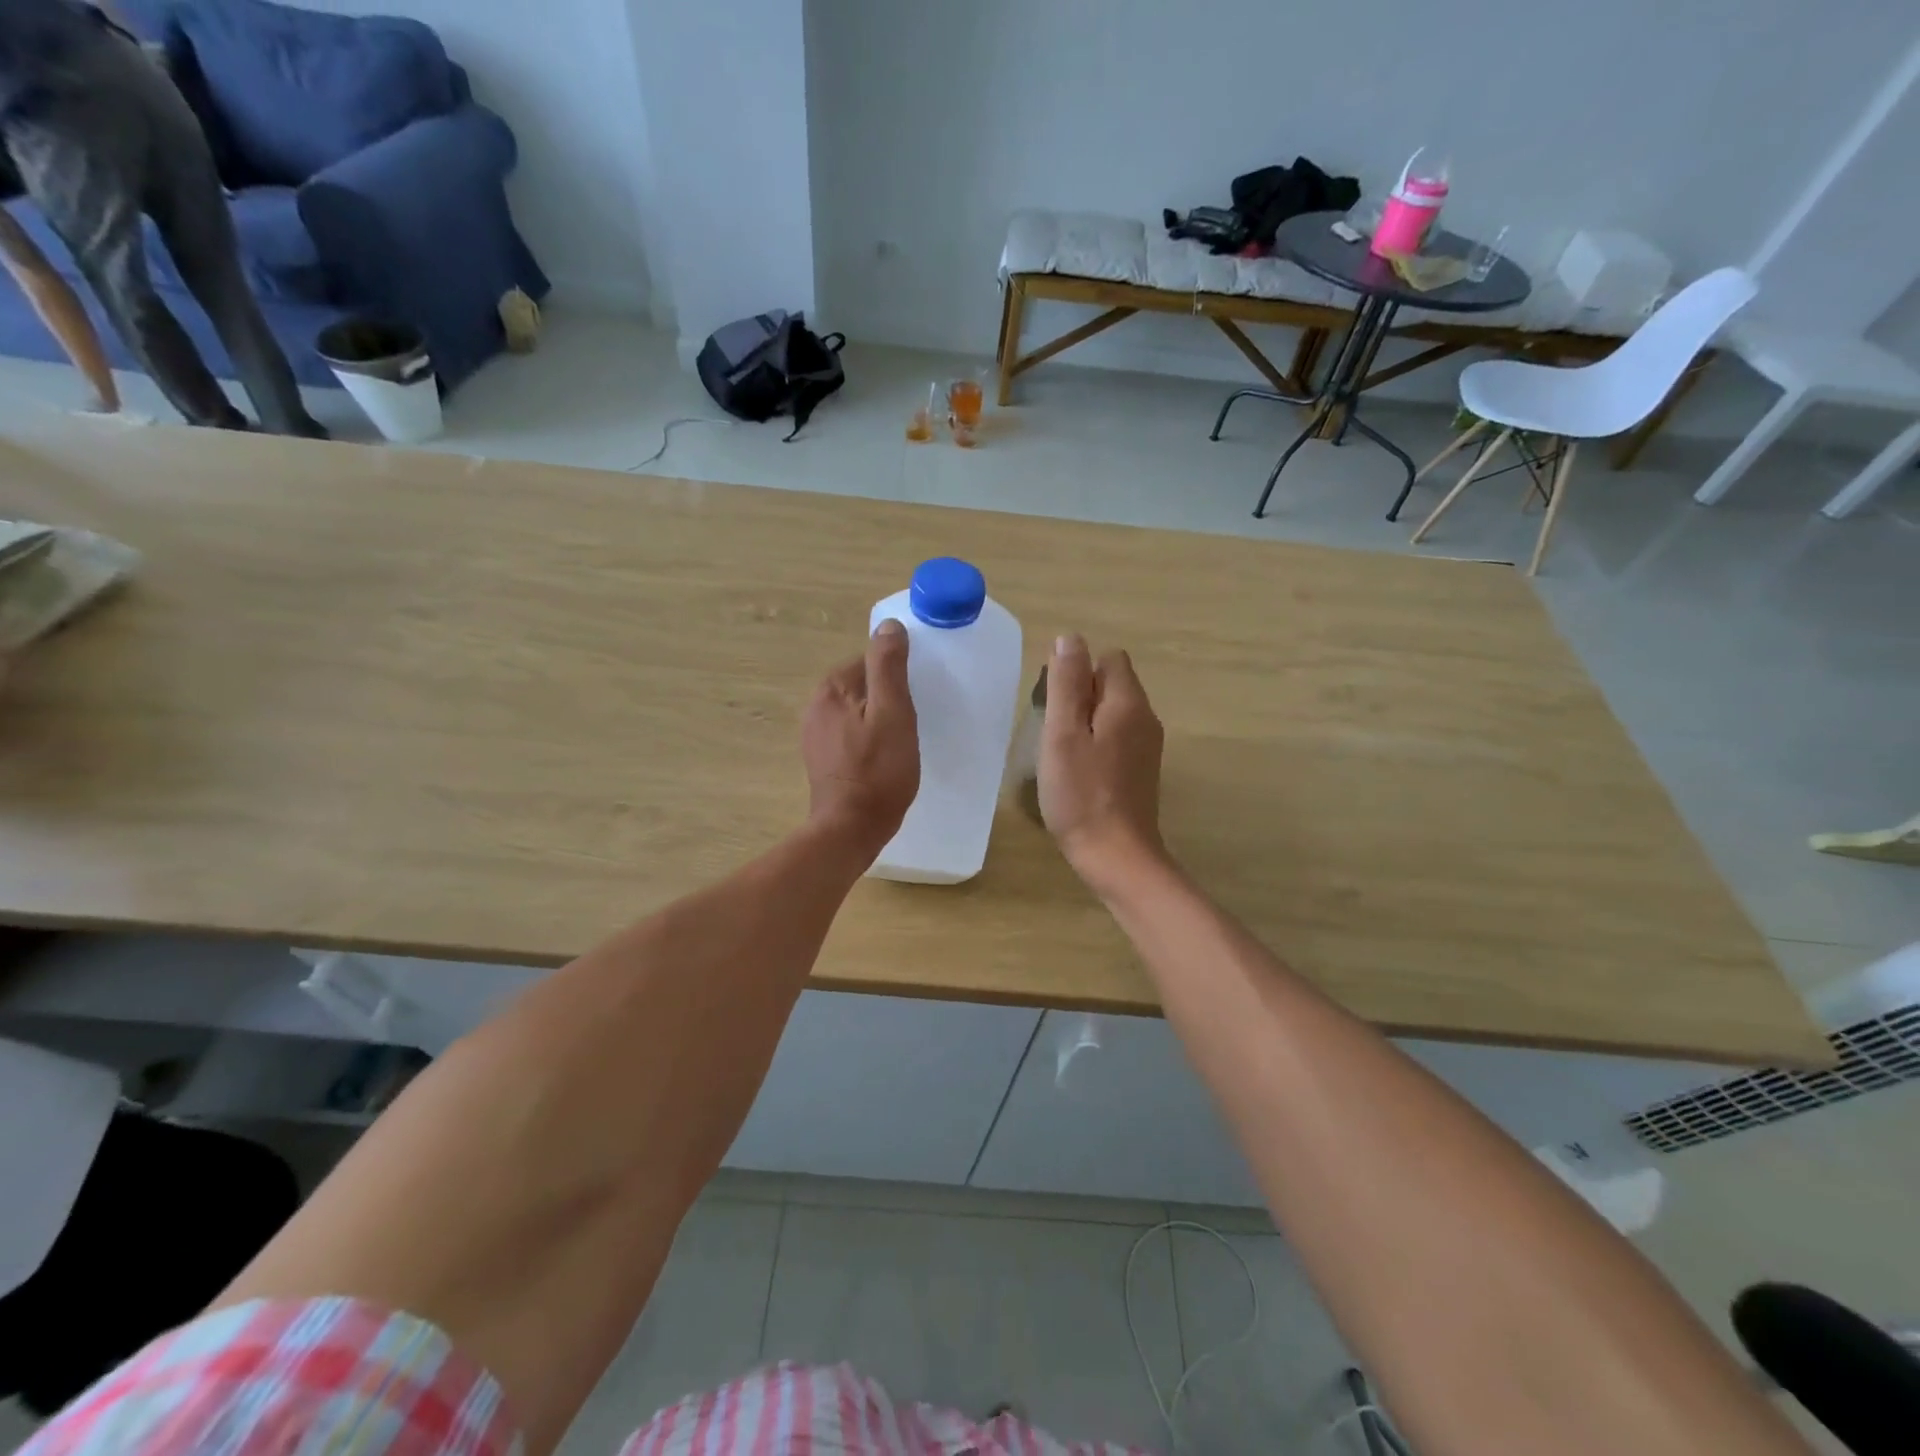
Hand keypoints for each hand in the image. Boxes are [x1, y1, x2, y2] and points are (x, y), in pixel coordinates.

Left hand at [801, 619, 919, 854]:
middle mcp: (816, 705)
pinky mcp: (820, 758)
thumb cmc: (878, 771)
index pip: (870, 661)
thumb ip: (889, 667)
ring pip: (856, 711)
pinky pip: (849, 734)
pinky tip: (881, 759)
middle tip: (910, 724)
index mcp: (832, 687)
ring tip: (899, 743)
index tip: (914, 702)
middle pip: (862, 686)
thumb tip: (889, 626)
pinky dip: (866, 739)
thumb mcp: (893, 713)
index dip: (897, 680)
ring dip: (877, 720)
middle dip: (886, 699)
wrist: (851, 829)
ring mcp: (814, 733)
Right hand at [1039, 634, 1167, 890]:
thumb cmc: (1081, 794)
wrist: (1117, 855)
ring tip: (1063, 754)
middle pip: (1112, 683)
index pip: (1109, 658)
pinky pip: (1118, 737)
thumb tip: (1070, 638)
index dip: (1078, 672)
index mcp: (1129, 703)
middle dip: (1080, 696)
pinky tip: (1080, 772)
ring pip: (1113, 712)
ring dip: (1086, 722)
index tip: (1055, 705)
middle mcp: (1146, 718)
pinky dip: (1097, 743)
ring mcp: (1148, 746)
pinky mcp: (1143, 769)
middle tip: (1054, 733)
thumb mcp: (1063, 734)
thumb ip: (1067, 684)